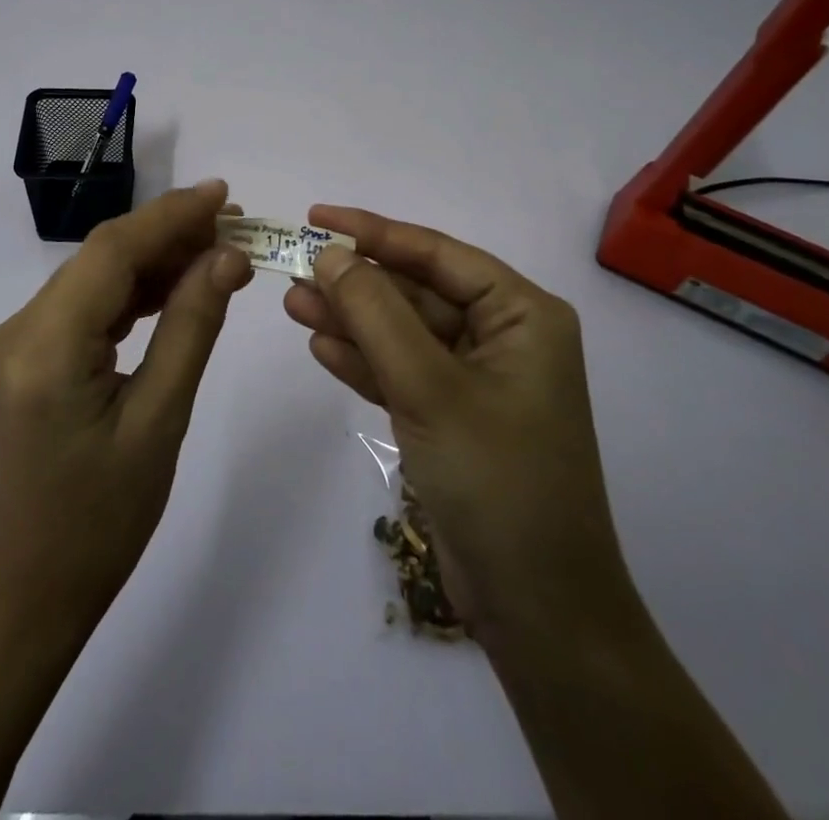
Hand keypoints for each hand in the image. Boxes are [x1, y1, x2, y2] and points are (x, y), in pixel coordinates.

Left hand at [0, 180, 252, 622]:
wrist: (34, 584)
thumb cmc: (105, 518)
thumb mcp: (161, 421)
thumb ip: (191, 327)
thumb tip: (227, 257)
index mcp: (43, 352)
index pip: (109, 255)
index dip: (168, 217)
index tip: (221, 195)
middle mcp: (15, 332)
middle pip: (99, 259)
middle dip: (167, 234)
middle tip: (233, 223)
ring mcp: (12, 341)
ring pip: (93, 277)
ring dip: (152, 259)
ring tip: (215, 247)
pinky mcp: (22, 352)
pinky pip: (83, 304)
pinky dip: (130, 291)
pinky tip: (174, 284)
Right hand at [284, 206, 631, 643]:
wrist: (537, 610)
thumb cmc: (497, 479)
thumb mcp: (430, 387)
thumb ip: (376, 314)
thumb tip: (331, 254)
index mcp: (521, 314)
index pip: (437, 254)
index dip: (374, 231)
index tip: (317, 217)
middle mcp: (502, 336)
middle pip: (415, 292)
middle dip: (356, 284)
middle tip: (293, 269)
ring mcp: (475, 379)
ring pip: (402, 333)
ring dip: (350, 320)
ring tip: (291, 304)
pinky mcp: (451, 417)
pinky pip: (401, 372)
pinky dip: (363, 361)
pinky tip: (320, 347)